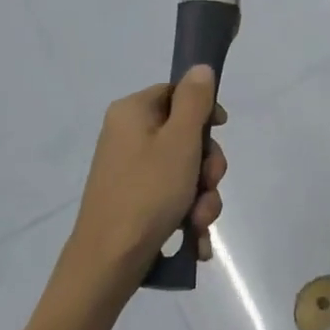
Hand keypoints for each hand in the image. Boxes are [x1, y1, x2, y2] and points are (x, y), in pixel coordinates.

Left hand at [68, 68, 227, 286]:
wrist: (109, 261)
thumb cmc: (147, 193)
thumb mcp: (179, 141)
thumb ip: (195, 102)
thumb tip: (200, 68)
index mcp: (132, 113)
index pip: (177, 93)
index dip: (204, 111)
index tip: (221, 130)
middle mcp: (128, 137)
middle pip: (185, 136)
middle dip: (207, 166)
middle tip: (208, 185)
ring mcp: (130, 172)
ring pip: (185, 172)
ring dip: (202, 197)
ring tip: (199, 222)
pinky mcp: (135, 202)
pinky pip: (172, 198)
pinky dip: (188, 216)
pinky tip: (195, 239)